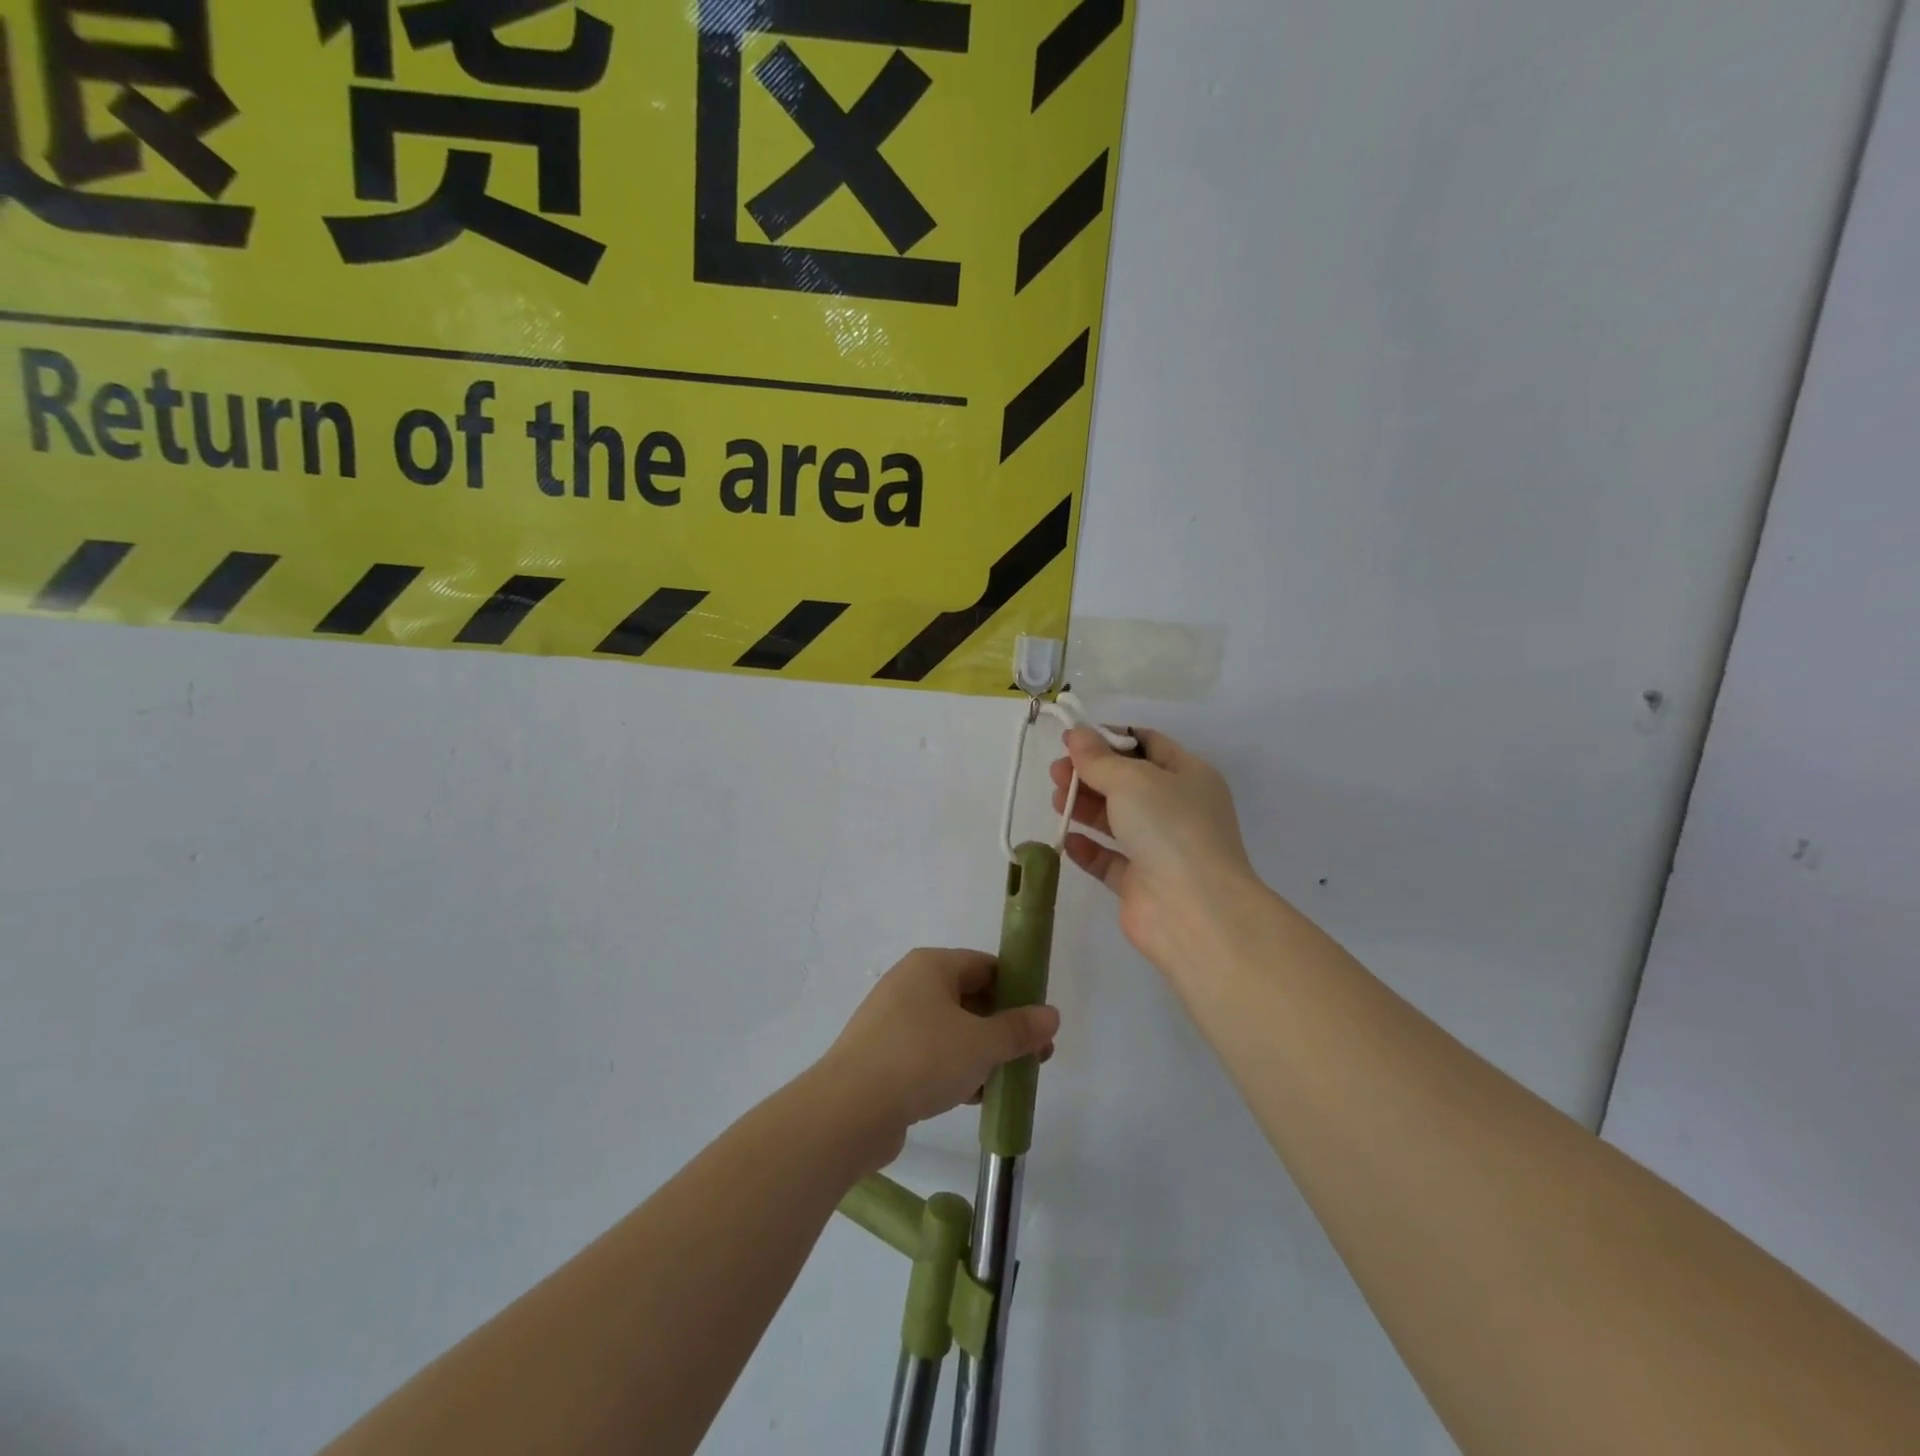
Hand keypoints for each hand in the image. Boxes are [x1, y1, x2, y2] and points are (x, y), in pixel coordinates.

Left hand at [820, 949, 1059, 1170]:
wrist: (849, 1109)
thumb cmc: (922, 1059)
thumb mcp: (981, 1044)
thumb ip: (1019, 1029)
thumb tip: (1050, 1014)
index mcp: (931, 965)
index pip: (984, 965)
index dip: (1017, 989)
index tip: (1039, 1020)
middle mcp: (909, 984)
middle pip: (968, 997)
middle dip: (1002, 1026)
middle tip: (1033, 1056)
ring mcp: (892, 1020)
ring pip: (950, 1029)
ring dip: (980, 1052)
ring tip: (1007, 1081)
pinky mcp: (882, 1056)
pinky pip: (929, 1054)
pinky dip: (953, 1069)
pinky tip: (973, 1098)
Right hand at [1050, 727, 1262, 973]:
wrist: (1194, 911)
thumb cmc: (1169, 828)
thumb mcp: (1132, 779)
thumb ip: (1098, 758)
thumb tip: (1076, 733)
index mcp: (1188, 776)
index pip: (1147, 744)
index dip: (1109, 738)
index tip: (1073, 738)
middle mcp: (1176, 809)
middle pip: (1126, 782)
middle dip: (1089, 773)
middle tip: (1056, 772)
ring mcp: (1159, 848)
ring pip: (1115, 819)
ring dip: (1085, 807)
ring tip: (1057, 801)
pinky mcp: (1140, 883)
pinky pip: (1108, 859)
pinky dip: (1087, 848)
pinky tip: (1068, 840)